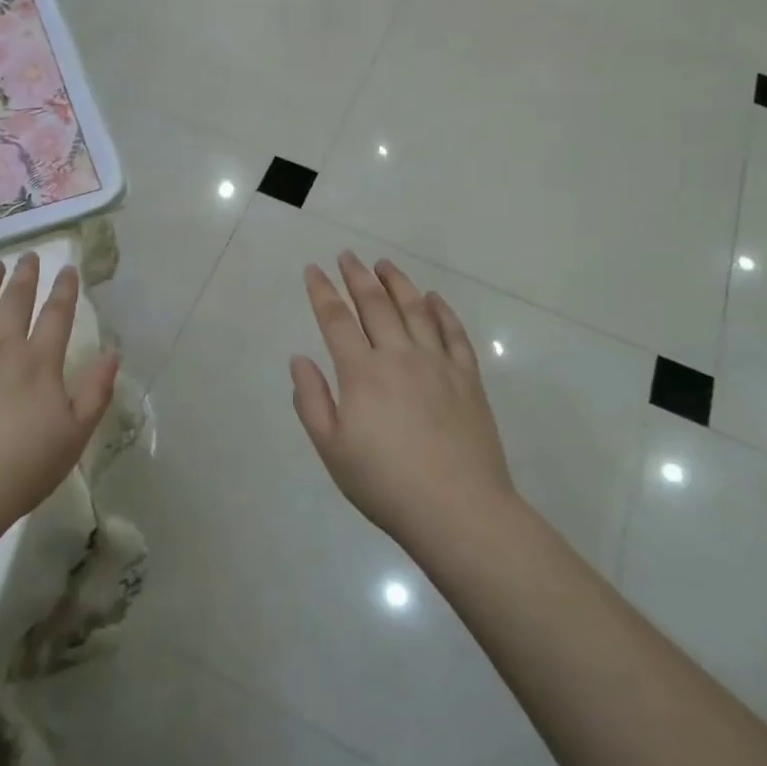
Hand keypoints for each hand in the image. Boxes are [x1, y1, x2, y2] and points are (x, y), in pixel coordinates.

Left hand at [0, 253, 118, 544]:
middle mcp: (0, 347)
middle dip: (25, 275)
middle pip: (15, 301)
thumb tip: (113, 351)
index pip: (57, 314)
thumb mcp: (75, 434)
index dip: (64, 289)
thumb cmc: (21, 469)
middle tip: (28, 256)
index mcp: (39, 362)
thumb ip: (96, 390)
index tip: (68, 268)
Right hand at [291, 252, 514, 548]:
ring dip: (397, 282)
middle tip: (347, 256)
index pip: (336, 320)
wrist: (458, 509)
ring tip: (384, 265)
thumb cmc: (385, 483)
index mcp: (362, 372)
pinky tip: (433, 298)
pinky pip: (453, 333)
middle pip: (375, 304)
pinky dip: (441, 310)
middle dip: (357, 276)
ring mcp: (438, 363)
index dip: (322, 292)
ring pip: (415, 309)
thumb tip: (299, 358)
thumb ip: (311, 400)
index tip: (314, 269)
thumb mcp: (332, 449)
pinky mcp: (468, 377)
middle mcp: (399, 356)